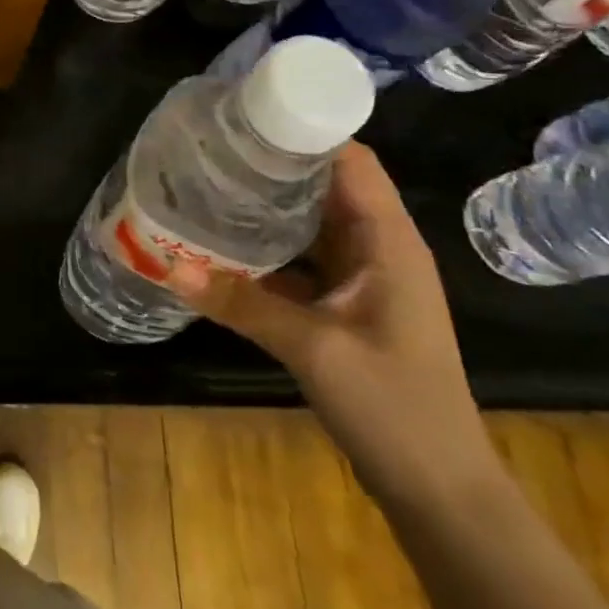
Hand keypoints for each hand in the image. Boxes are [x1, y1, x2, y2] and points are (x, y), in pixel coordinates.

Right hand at [168, 141, 502, 509]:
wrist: (438, 491)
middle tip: (209, 151)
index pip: (350, 161)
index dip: (303, 131)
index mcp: (387, 241)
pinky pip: (299, 263)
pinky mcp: (343, 307)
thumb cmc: (395, 407)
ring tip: (206, 187)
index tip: (245, 117)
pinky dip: (264, 251)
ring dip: (264, 209)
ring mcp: (360, 280)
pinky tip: (220, 247)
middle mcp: (376, 249)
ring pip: (307, 225)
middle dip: (270, 166)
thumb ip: (242, 303)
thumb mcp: (314, 349)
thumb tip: (169, 266)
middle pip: (323, 187)